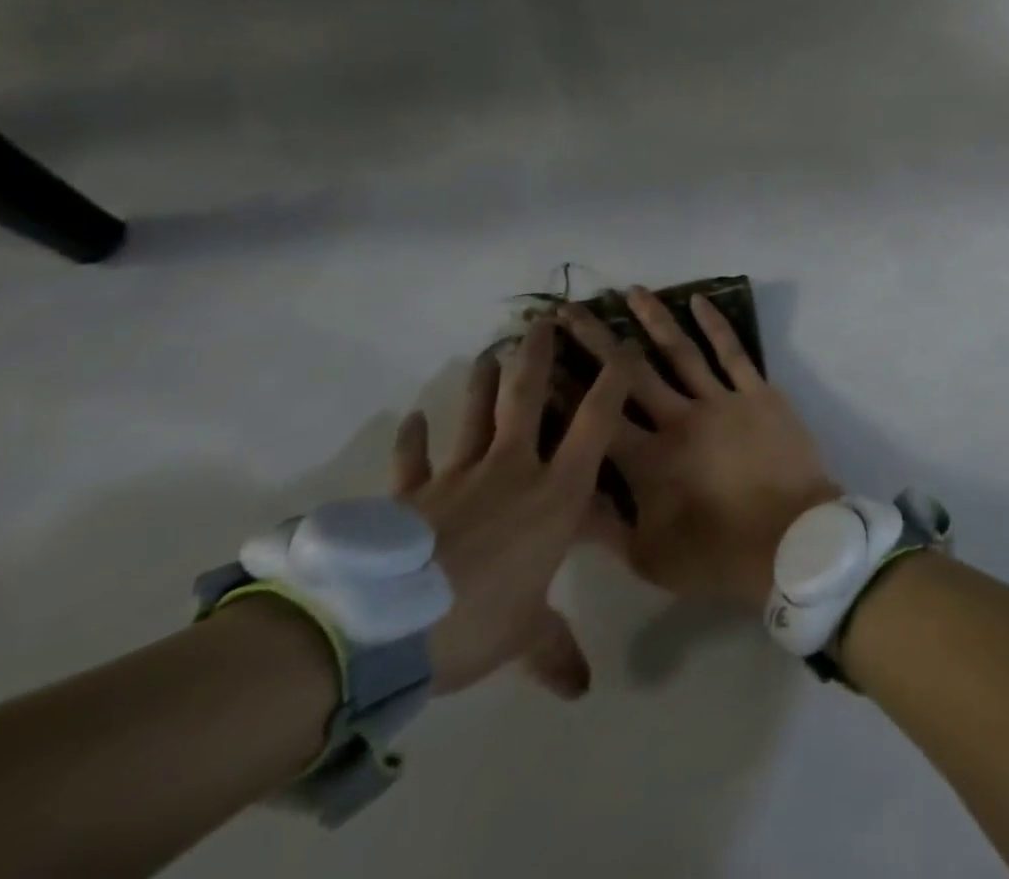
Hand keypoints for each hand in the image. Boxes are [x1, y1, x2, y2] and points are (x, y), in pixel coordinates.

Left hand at [388, 316, 631, 698]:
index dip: (613, 380)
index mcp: (556, 492)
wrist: (384, 629)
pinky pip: (414, 460)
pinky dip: (413, 437)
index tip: (624, 346)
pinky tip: (412, 417)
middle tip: (542, 320)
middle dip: (539, 355)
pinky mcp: (412, 496)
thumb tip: (582, 689)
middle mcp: (515, 469)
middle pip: (530, 398)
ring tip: (492, 350)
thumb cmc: (479, 620)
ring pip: (477, 414)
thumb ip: (556, 650)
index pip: (596, 422)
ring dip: (484, 381)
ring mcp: (460, 477)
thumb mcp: (526, 635)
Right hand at [557, 288, 840, 605]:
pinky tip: (699, 300)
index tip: (540, 359)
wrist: (792, 541)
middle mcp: (679, 419)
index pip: (595, 416)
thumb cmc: (718, 556)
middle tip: (568, 310)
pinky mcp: (757, 393)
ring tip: (631, 291)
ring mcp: (721, 401)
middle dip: (596, 339)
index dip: (564, 388)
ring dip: (653, 319)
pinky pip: (733, 352)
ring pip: (680, 351)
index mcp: (647, 460)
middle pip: (629, 372)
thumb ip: (602, 528)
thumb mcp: (647, 557)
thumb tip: (562, 499)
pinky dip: (716, 324)